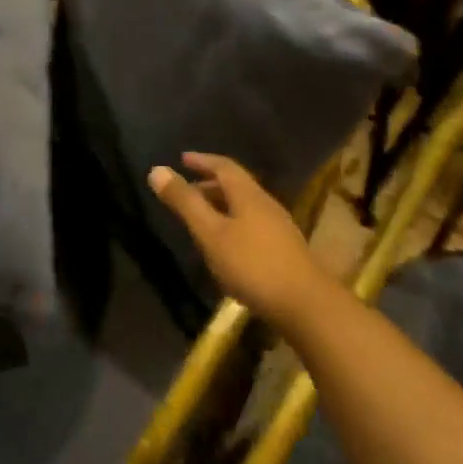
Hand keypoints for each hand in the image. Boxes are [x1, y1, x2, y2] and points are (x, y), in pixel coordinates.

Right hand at [149, 152, 343, 329]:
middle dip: (210, 184)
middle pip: (236, 186)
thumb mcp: (210, 233)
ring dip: (221, 205)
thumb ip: (185, 203)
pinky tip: (225, 245)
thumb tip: (157, 169)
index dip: (202, 161)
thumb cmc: (252, 265)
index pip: (224, 166)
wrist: (306, 304)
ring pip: (244, 206)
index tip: (183, 159)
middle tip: (186, 191)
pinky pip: (252, 224)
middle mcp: (266, 204)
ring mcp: (278, 227)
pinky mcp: (284, 249)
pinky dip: (232, 223)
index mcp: (248, 195)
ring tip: (201, 218)